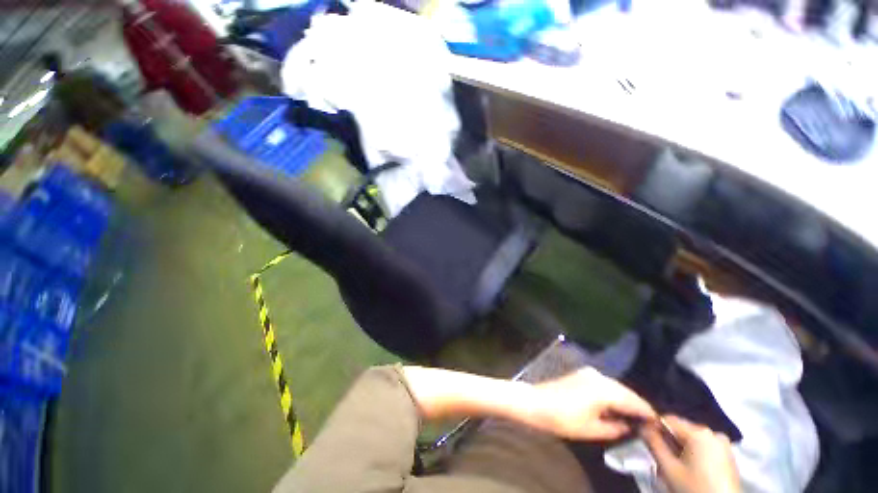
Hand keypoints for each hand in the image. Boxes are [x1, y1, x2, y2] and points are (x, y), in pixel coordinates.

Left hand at [531, 367, 655, 440]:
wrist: (536, 402)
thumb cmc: (563, 419)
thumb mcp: (593, 430)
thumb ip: (616, 428)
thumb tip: (631, 427)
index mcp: (604, 389)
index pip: (634, 401)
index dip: (648, 413)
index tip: (660, 426)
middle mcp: (599, 376)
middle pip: (626, 392)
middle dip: (638, 406)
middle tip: (649, 423)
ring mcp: (589, 373)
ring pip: (616, 387)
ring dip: (626, 400)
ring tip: (635, 418)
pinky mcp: (582, 374)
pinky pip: (605, 384)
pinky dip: (614, 395)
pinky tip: (616, 407)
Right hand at [643, 415, 741, 492]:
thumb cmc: (694, 488)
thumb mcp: (668, 468)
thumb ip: (653, 443)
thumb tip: (641, 425)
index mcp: (699, 431)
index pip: (668, 419)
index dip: (654, 427)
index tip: (644, 438)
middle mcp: (713, 432)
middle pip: (681, 429)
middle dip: (668, 441)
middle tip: (660, 458)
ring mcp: (723, 444)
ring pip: (692, 439)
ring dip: (680, 448)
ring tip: (675, 466)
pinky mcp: (728, 456)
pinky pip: (704, 447)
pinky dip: (693, 454)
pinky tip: (690, 469)